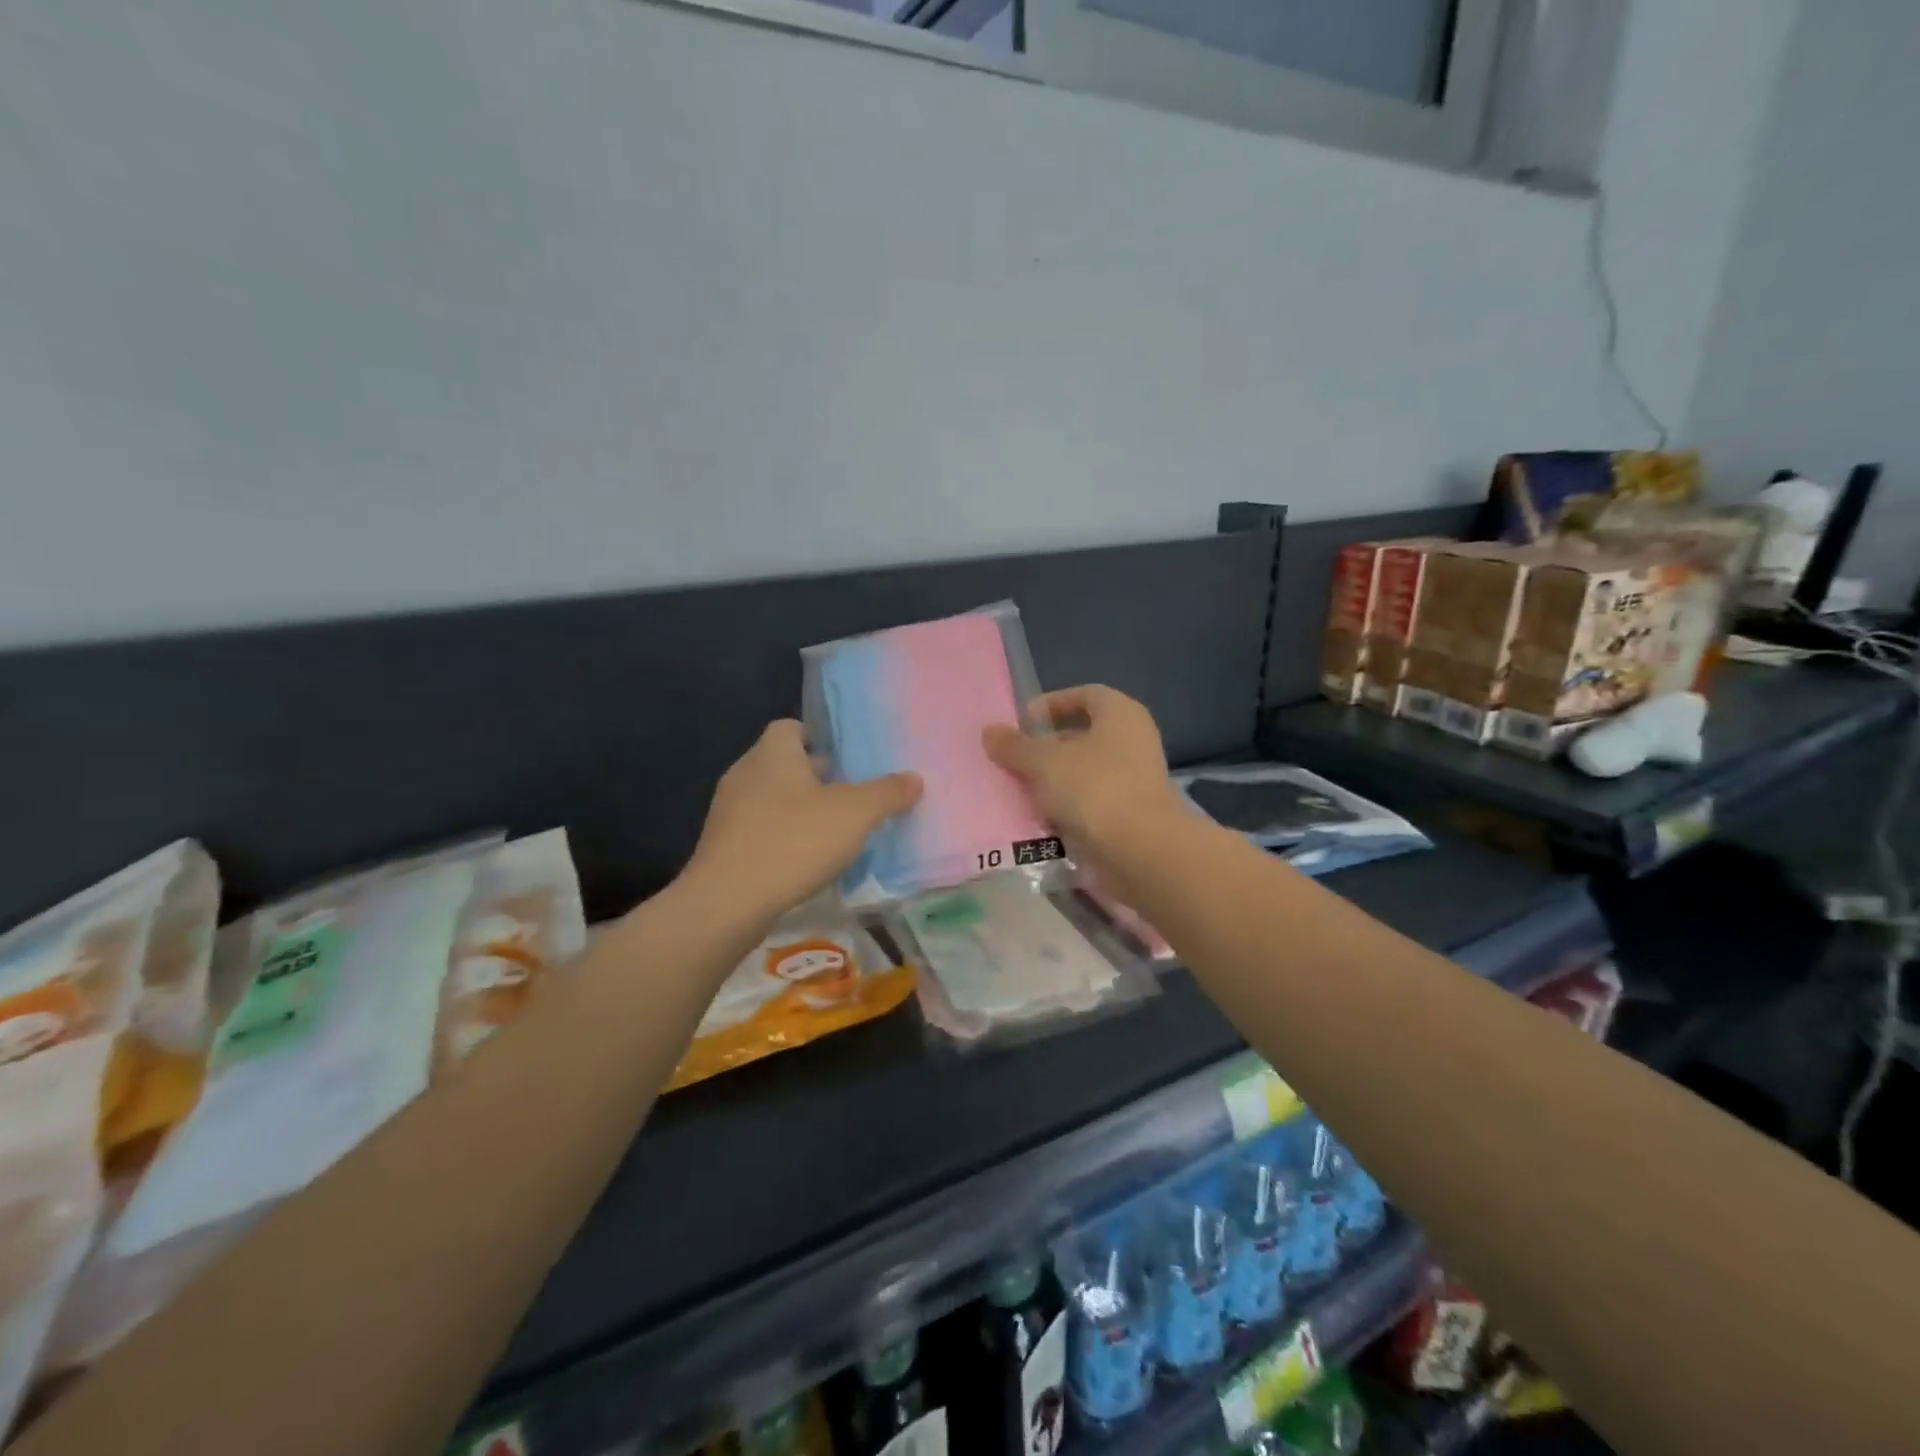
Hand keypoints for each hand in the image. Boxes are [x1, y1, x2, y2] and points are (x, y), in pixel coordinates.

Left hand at [685, 720, 921, 924]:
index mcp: (773, 753)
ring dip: (797, 809)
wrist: (728, 902)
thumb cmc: (794, 842)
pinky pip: (758, 829)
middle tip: (849, 796)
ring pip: (770, 798)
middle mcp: (745, 773)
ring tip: (831, 831)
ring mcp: (728, 810)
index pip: (791, 727)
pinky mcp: (722, 845)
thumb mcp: (855, 814)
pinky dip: (780, 837)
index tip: (845, 759)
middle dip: (815, 777)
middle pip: (783, 763)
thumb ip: (887, 793)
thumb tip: (914, 778)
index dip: (818, 738)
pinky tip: (802, 861)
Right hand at [983, 686, 1183, 865]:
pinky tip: (1041, 819)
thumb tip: (990, 732)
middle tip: (1015, 759)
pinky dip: (1068, 808)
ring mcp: (1136, 780)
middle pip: (1084, 735)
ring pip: (1086, 772)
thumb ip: (1015, 746)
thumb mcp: (1044, 763)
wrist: (1142, 850)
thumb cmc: (1094, 788)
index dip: (1053, 703)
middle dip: (1047, 747)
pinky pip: (1092, 803)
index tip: (1023, 721)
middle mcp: (1133, 741)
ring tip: (1020, 790)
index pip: (1086, 695)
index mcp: (1121, 714)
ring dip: (1054, 780)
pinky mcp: (1132, 815)